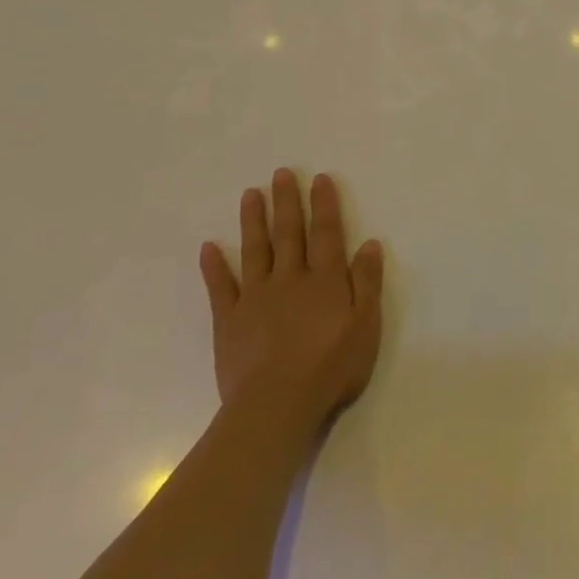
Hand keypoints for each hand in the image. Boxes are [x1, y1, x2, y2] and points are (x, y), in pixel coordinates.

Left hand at [198, 169, 383, 428]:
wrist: (277, 404)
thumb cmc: (331, 366)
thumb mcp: (366, 324)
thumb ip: (367, 282)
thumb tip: (370, 244)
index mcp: (326, 280)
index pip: (327, 233)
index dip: (324, 205)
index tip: (319, 178)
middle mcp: (291, 279)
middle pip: (289, 234)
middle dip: (287, 202)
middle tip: (281, 174)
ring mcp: (256, 298)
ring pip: (255, 251)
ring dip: (253, 221)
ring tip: (250, 194)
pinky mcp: (229, 321)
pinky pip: (221, 287)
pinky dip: (215, 266)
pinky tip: (209, 247)